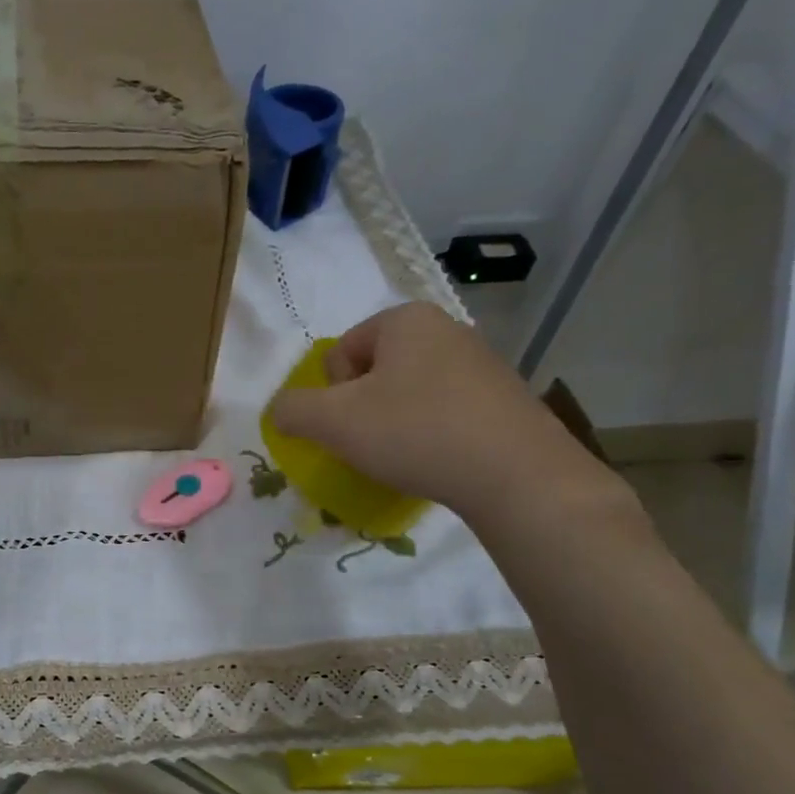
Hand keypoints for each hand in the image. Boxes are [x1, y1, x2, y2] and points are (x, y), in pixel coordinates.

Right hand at [268, 302, 621, 531]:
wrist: (514, 474)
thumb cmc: (414, 432)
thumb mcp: (333, 421)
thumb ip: (292, 409)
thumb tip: (280, 410)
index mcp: (406, 320)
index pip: (341, 354)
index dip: (333, 395)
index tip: (353, 424)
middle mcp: (446, 329)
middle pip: (374, 373)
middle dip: (363, 409)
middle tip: (373, 444)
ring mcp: (481, 364)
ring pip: (409, 395)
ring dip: (394, 424)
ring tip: (405, 457)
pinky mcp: (503, 399)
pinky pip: (444, 413)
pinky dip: (430, 435)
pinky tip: (437, 461)